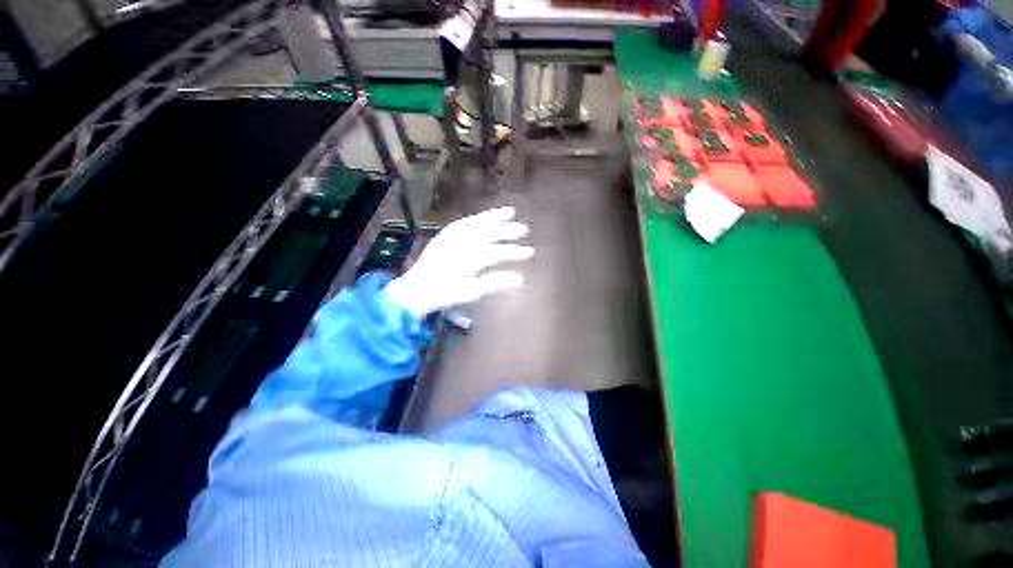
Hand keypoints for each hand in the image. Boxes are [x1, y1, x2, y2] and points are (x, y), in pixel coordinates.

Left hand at [384, 207, 532, 316]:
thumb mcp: (471, 291)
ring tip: (508, 211)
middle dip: (508, 230)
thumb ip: (495, 282)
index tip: (530, 252)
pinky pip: (463, 223)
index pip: (497, 252)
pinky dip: (476, 218)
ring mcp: (452, 237)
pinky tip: (483, 217)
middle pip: (489, 233)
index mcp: (469, 257)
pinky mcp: (444, 235)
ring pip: (476, 222)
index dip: (515, 251)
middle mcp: (462, 242)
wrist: (416, 289)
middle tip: (524, 228)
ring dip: (493, 216)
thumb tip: (520, 278)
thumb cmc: (445, 293)